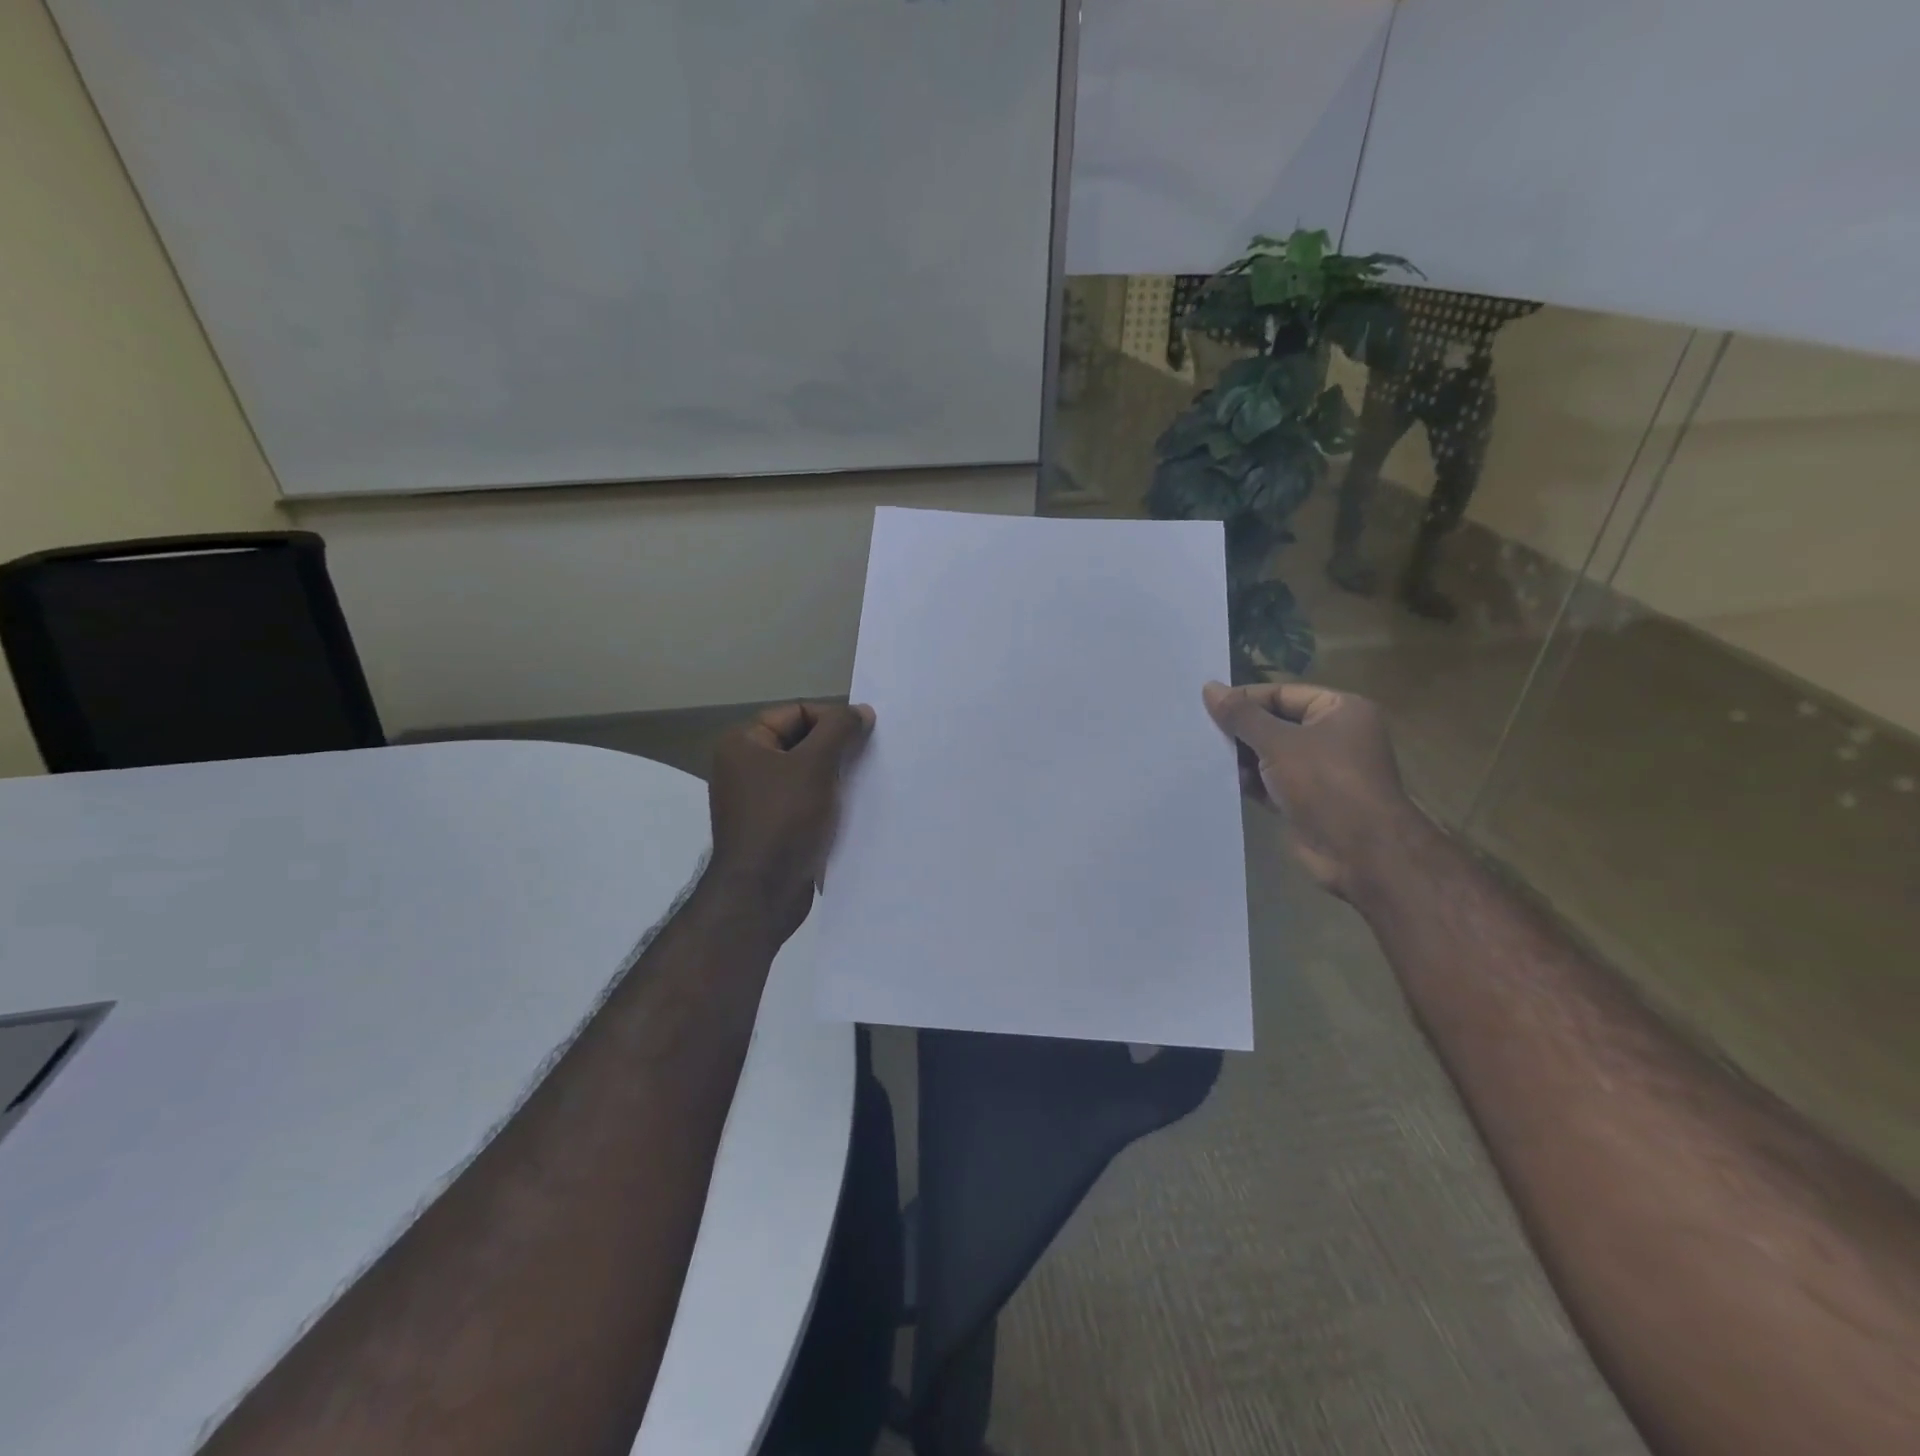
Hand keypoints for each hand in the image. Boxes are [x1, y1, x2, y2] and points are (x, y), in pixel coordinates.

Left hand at [705, 701, 874, 942]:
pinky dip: (828, 801)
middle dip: (837, 749)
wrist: (762, 894)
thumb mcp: (815, 765)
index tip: (865, 736)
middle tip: (870, 759)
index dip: (832, 719)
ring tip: (865, 783)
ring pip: (807, 774)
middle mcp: (745, 767)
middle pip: (802, 742)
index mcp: (744, 744)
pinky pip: (805, 802)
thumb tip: (861, 711)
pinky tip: (853, 809)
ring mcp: (758, 800)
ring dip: (836, 777)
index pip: (797, 713)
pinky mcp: (773, 828)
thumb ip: (840, 730)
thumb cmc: (784, 820)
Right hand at [1203, 680, 1425, 901]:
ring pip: (1271, 755)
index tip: (1207, 707)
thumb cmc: (1325, 783)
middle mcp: (1333, 736)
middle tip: (1200, 732)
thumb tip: (1209, 687)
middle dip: (1241, 731)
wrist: (1361, 853)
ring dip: (1242, 758)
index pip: (1283, 694)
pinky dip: (1251, 782)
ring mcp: (1321, 771)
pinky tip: (1222, 781)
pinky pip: (1272, 782)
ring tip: (1205, 756)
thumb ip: (1242, 716)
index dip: (1245, 699)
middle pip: (1276, 723)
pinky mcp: (1308, 801)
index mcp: (1339, 710)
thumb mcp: (1278, 742)